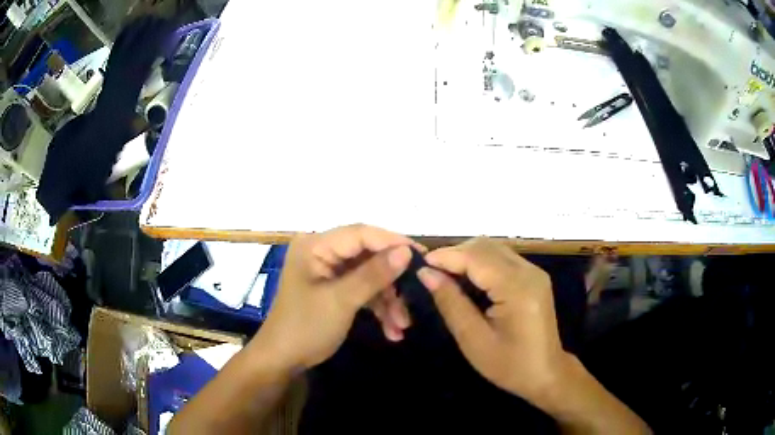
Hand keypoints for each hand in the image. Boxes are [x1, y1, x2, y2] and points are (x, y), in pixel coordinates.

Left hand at [253, 224, 416, 369]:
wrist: (283, 359)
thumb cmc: (306, 327)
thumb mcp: (341, 301)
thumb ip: (373, 274)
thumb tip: (406, 251)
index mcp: (316, 246)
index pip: (361, 234)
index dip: (393, 242)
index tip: (423, 256)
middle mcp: (323, 252)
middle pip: (368, 255)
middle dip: (392, 280)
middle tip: (417, 292)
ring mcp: (329, 271)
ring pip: (369, 275)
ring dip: (388, 300)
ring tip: (403, 325)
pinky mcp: (335, 288)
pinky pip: (363, 290)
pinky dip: (378, 307)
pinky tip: (392, 330)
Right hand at [417, 238, 570, 403]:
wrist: (546, 373)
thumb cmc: (508, 365)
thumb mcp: (473, 339)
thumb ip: (450, 302)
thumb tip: (426, 273)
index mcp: (517, 288)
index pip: (476, 257)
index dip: (446, 256)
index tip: (419, 264)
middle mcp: (529, 272)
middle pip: (486, 246)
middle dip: (455, 253)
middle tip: (431, 272)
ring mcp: (534, 272)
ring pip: (494, 248)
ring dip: (467, 256)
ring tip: (445, 275)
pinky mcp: (534, 276)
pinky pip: (502, 258)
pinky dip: (481, 262)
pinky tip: (468, 279)